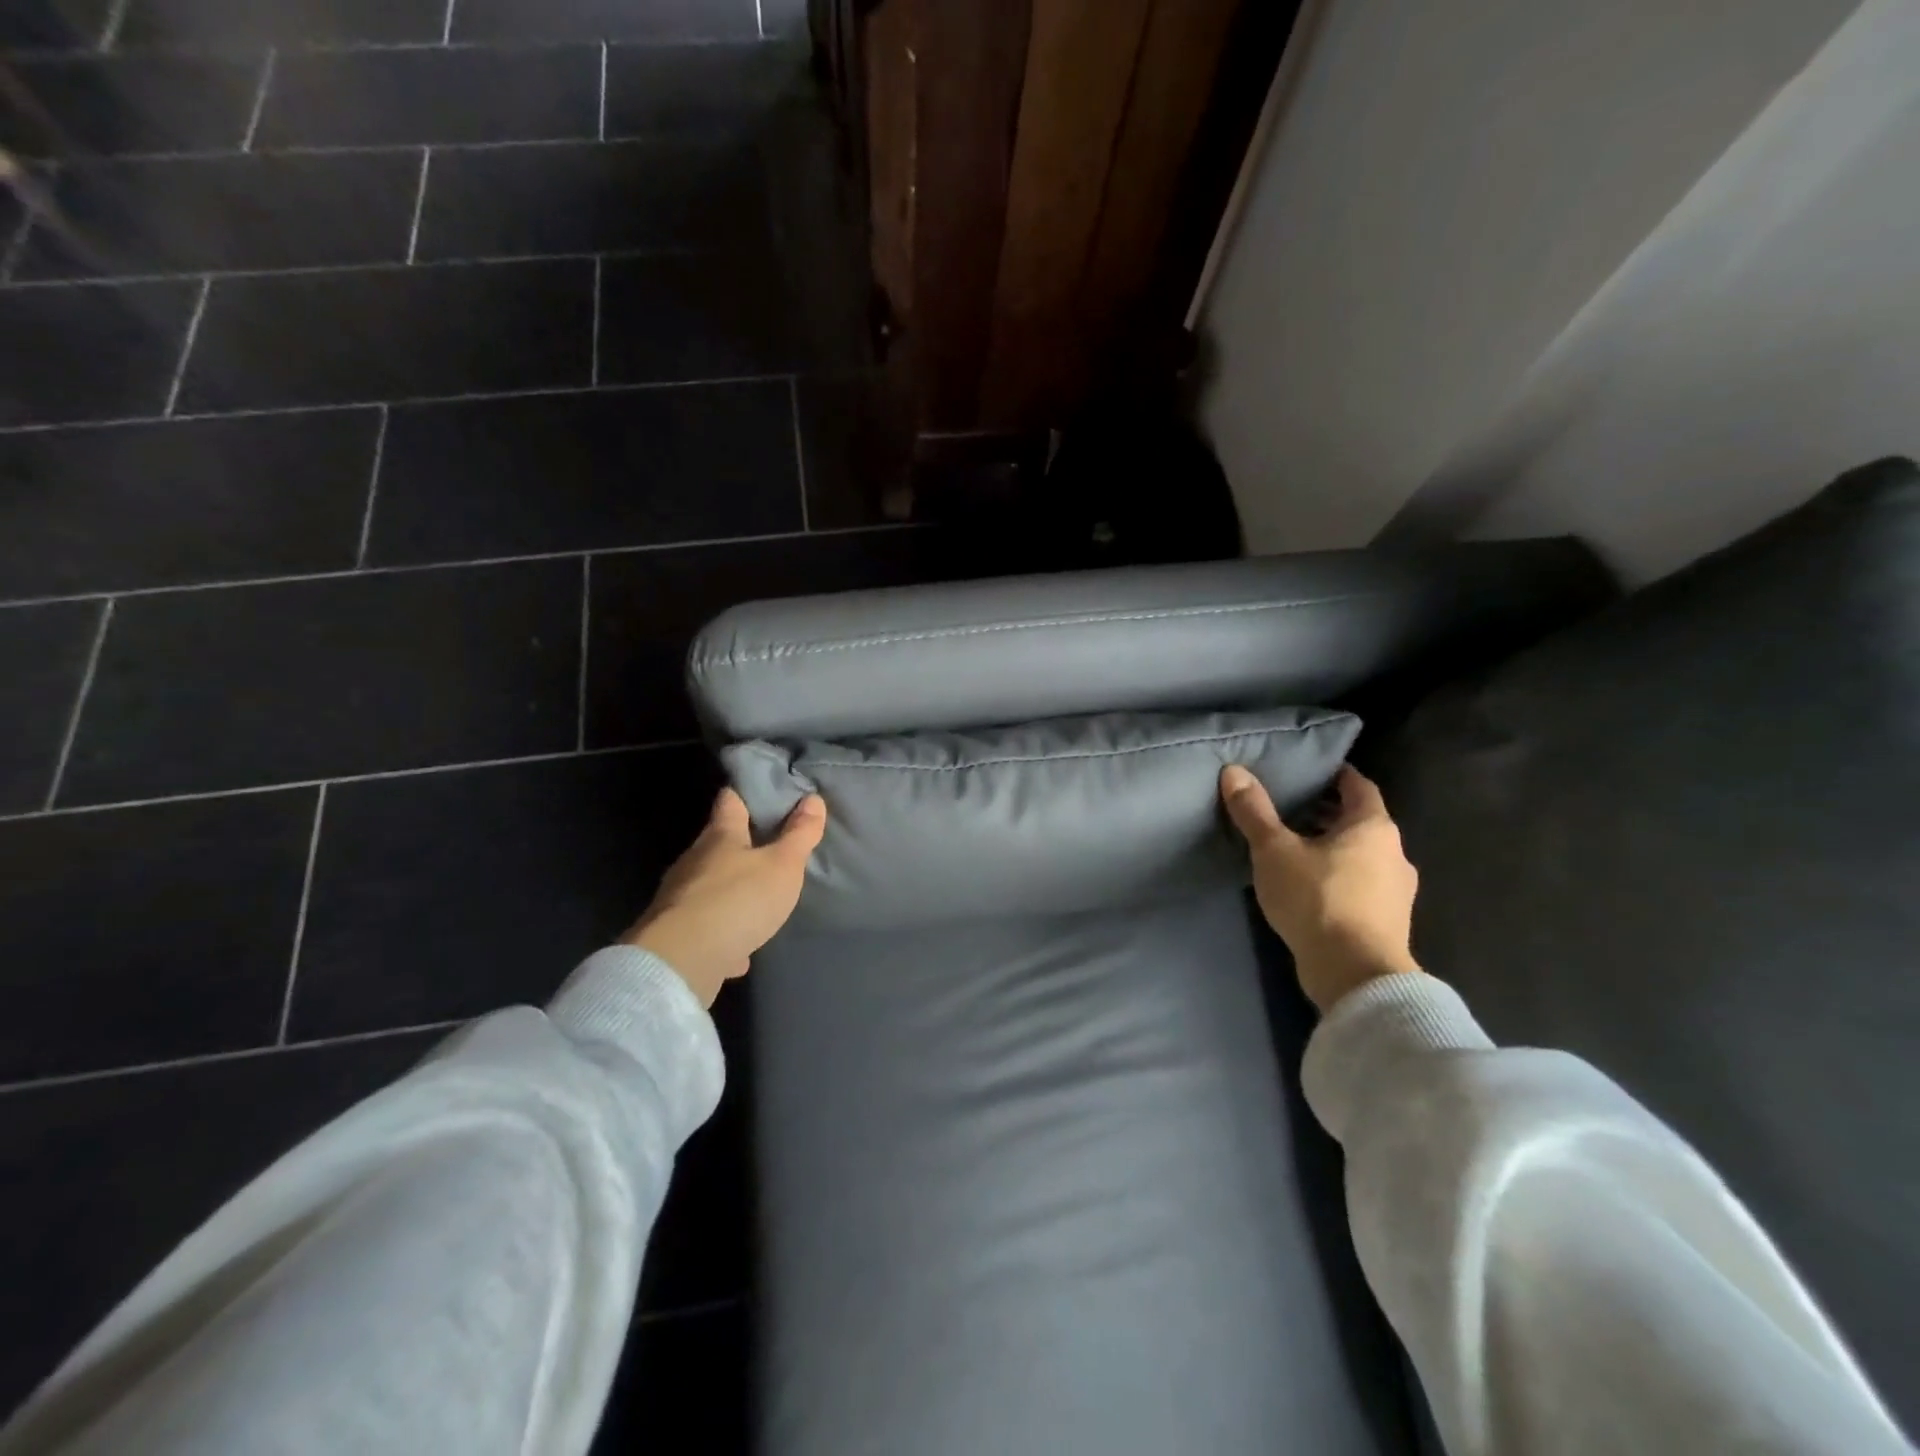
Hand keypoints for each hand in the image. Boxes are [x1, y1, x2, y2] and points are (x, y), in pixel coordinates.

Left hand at [622, 788, 826, 1008]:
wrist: (682, 961)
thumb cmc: (738, 899)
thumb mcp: (782, 865)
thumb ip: (799, 835)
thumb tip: (813, 799)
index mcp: (720, 836)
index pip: (730, 801)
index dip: (746, 793)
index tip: (763, 791)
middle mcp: (695, 861)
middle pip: (718, 844)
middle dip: (741, 845)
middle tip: (770, 847)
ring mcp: (681, 898)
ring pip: (710, 886)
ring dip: (731, 891)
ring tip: (758, 899)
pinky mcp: (677, 934)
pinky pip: (706, 928)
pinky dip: (724, 934)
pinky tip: (741, 950)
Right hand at [1220, 764, 1420, 1013]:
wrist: (1355, 975)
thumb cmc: (1317, 899)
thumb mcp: (1274, 850)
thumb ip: (1254, 811)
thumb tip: (1234, 770)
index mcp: (1373, 827)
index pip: (1359, 786)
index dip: (1336, 775)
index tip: (1310, 772)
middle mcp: (1394, 853)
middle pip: (1360, 821)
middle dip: (1328, 813)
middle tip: (1291, 809)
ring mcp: (1396, 891)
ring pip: (1362, 855)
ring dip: (1333, 848)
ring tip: (1294, 849)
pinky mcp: (1387, 921)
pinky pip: (1361, 884)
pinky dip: (1339, 876)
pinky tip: (1309, 887)